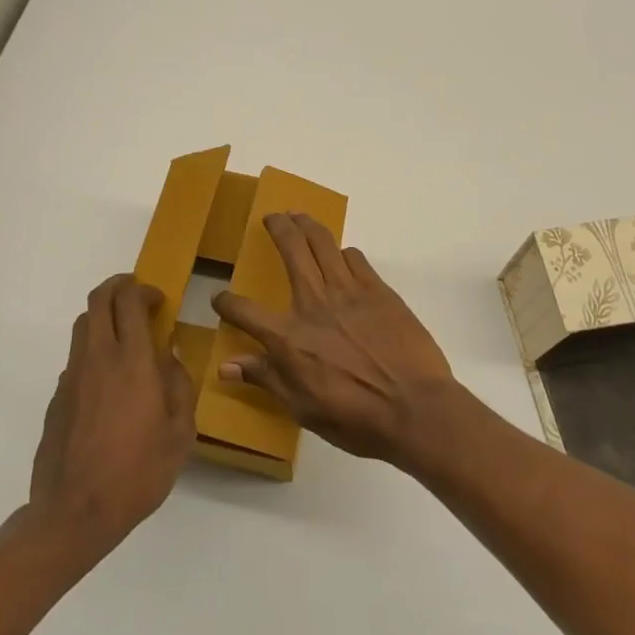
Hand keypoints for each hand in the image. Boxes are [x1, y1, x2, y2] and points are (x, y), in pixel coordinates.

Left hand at [30, 274, 196, 552]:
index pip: (128, 300)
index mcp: (131, 362)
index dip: (143, 289)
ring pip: (82, 326)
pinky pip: (76, 359)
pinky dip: (93, 353)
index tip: (159, 300)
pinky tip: (109, 385)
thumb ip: (178, 385)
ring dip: (104, 318)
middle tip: (139, 301)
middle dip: (118, 288)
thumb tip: (169, 355)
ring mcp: (71, 377)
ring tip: (125, 339)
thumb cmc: (137, 472)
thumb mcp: (179, 432)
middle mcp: (97, 359)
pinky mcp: (57, 398)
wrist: (74, 513)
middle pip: (98, 300)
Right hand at [212, 214, 457, 462]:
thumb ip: (265, 379)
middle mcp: (314, 304)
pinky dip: (344, 252)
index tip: (219, 298)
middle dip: (278, 227)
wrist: (415, 408)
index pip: (245, 310)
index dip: (227, 302)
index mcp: (289, 338)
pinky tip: (342, 256)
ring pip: (323, 243)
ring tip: (301, 217)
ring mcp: (349, 291)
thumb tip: (226, 366)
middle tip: (272, 217)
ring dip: (308, 225)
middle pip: (291, 250)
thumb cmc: (355, 418)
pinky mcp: (378, 290)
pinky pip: (356, 258)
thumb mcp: (302, 408)